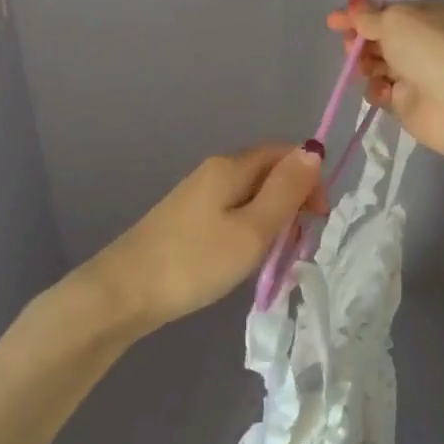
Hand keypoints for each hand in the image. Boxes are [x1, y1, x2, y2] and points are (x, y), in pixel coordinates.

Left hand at [82, 145, 328, 333]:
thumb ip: (286, 191)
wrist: (124, 292)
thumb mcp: (253, 230)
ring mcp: (198, 194)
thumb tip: (313, 150)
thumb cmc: (195, 262)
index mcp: (231, 166)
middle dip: (293, 200)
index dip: (310, 178)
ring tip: (277, 254)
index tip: (319, 218)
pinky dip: (251, 227)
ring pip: (251, 194)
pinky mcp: (187, 218)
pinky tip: (248, 255)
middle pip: (268, 172)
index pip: (284, 152)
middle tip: (300, 242)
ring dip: (273, 218)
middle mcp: (214, 170)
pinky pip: (232, 211)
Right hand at [325, 0, 443, 162]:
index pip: (386, 11)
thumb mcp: (395, 20)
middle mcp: (422, 41)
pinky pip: (381, 92)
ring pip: (376, 65)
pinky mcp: (408, 102)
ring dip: (366, 66)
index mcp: (426, 14)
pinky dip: (378, 90)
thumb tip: (354, 2)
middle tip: (350, 48)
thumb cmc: (428, 49)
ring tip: (367, 70)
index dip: (359, 15)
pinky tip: (385, 92)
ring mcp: (415, 73)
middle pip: (378, 39)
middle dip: (360, 42)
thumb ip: (369, 15)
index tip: (333, 21)